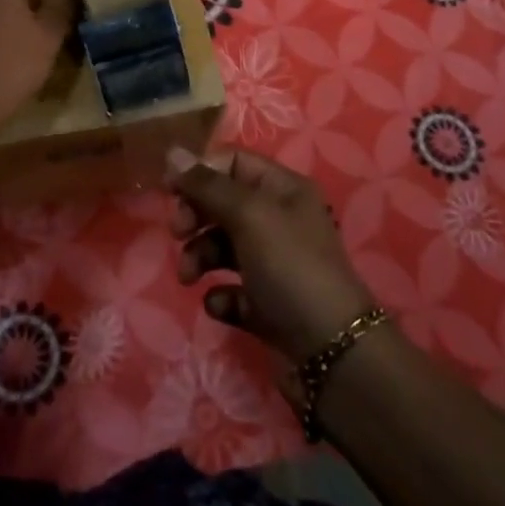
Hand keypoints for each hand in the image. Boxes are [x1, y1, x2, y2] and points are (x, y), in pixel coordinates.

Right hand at [167, 147, 376, 373]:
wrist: (333, 353)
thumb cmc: (290, 266)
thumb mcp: (249, 215)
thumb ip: (207, 185)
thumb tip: (173, 152)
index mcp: (284, 189)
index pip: (234, 162)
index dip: (202, 172)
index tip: (171, 191)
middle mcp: (280, 221)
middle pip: (224, 203)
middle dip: (196, 216)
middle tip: (179, 233)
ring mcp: (274, 264)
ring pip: (223, 247)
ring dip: (200, 257)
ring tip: (188, 277)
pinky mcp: (267, 305)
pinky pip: (232, 290)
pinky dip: (220, 295)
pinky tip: (219, 304)